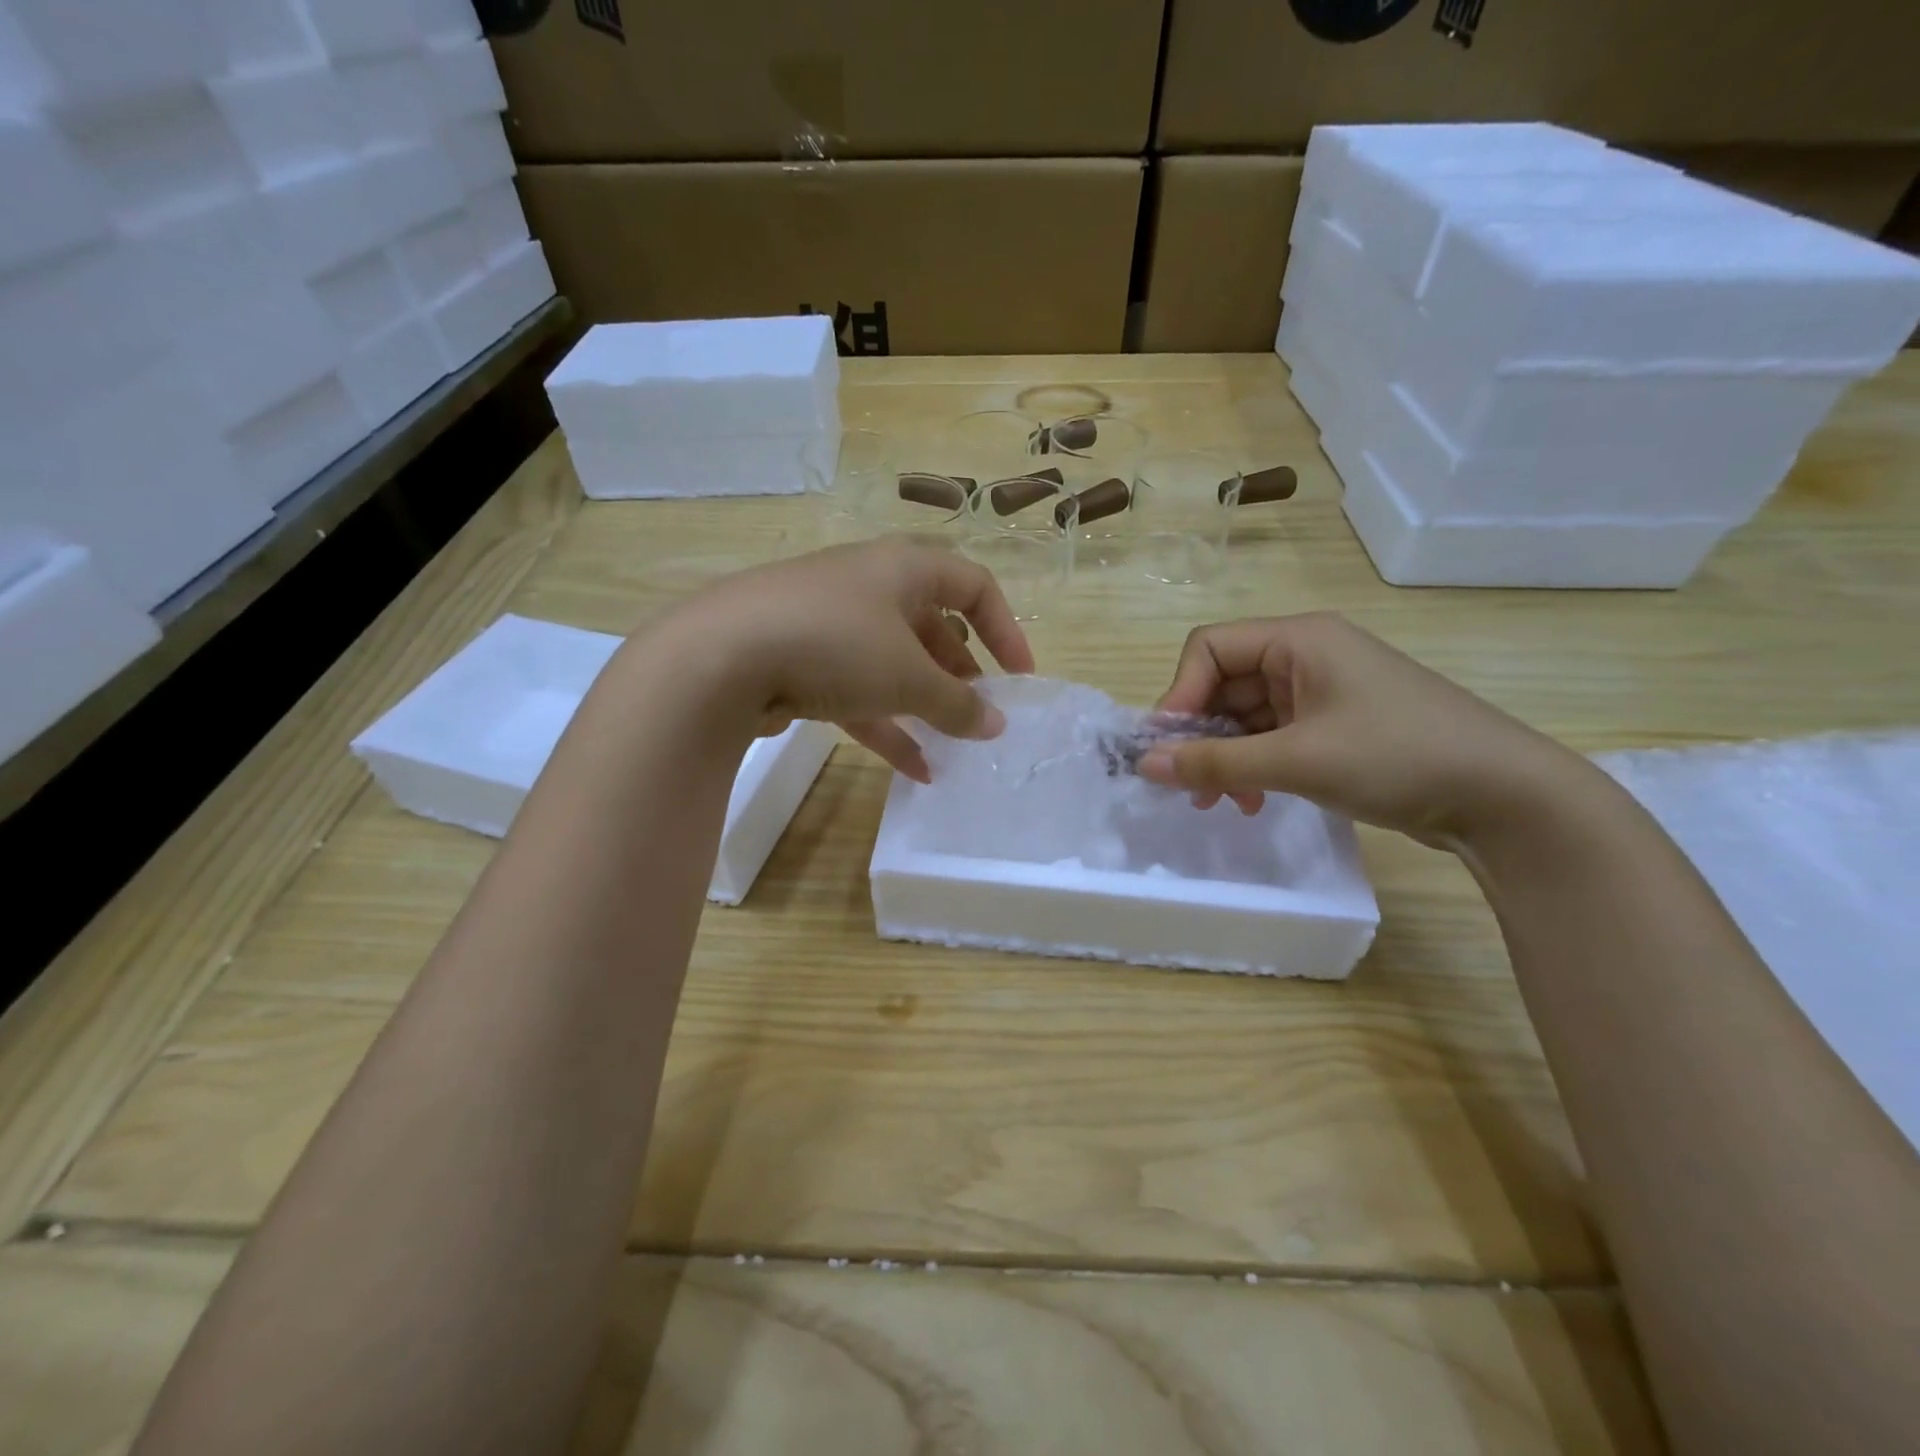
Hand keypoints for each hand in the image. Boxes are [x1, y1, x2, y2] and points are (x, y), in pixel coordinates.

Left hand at [669, 538, 1034, 781]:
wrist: (718, 657)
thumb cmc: (835, 644)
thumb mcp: (908, 677)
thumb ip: (958, 703)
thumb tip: (996, 725)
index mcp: (903, 568)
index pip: (974, 586)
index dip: (1006, 629)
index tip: (1019, 678)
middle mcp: (868, 585)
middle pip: (931, 625)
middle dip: (960, 672)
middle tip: (978, 712)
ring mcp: (829, 622)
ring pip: (893, 662)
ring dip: (924, 703)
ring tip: (952, 745)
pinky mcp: (798, 659)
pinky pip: (856, 689)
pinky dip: (886, 723)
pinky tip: (913, 769)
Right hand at [1139, 613, 1577, 847]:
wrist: (1506, 798)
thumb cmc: (1396, 757)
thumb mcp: (1296, 761)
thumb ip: (1214, 762)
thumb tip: (1144, 764)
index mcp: (1298, 640)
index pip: (1209, 648)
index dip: (1179, 694)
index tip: (1169, 748)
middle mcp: (1306, 656)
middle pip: (1224, 683)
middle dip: (1200, 735)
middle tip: (1187, 787)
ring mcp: (1323, 691)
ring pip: (1246, 715)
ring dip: (1225, 757)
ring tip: (1221, 803)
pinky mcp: (1336, 725)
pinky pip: (1273, 736)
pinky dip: (1254, 765)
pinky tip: (1254, 801)